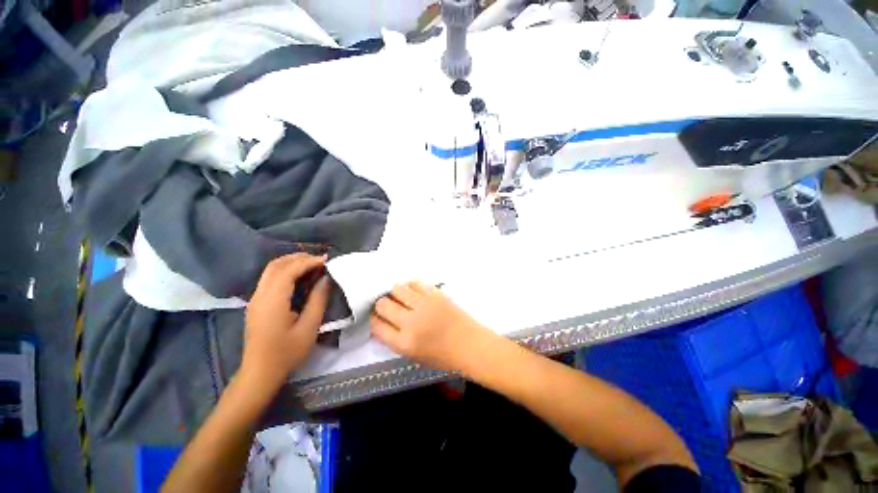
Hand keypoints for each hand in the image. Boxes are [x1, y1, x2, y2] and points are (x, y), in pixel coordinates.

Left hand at [242, 254, 329, 391]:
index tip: (326, 260)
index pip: (289, 271)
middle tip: (320, 260)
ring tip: (312, 264)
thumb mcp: (309, 327)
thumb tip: (326, 279)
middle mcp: (260, 295)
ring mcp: (255, 299)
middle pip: (276, 265)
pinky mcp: (256, 304)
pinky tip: (298, 276)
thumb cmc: (287, 352)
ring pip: (270, 270)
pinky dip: (285, 271)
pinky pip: (269, 279)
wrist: (260, 373)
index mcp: (273, 301)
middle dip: (298, 258)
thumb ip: (318, 300)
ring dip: (291, 262)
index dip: (308, 262)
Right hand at [370, 281, 493, 371]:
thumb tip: (381, 324)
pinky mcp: (435, 294)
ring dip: (395, 293)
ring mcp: (424, 305)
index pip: (376, 325)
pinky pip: (415, 283)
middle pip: (383, 304)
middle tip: (387, 305)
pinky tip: (413, 292)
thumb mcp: (414, 356)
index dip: (373, 319)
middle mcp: (411, 322)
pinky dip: (410, 286)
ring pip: (397, 289)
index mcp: (404, 343)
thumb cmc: (443, 355)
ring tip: (401, 298)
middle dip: (381, 304)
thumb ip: (395, 340)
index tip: (376, 317)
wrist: (470, 344)